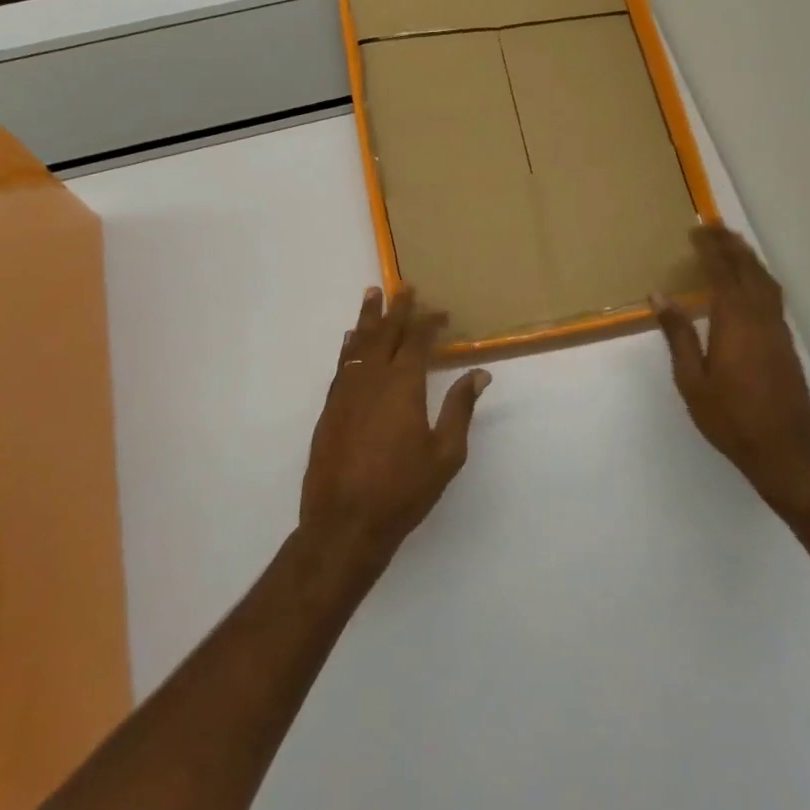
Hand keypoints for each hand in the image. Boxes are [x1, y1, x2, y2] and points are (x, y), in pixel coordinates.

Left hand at [301, 286, 490, 562]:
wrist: (345, 523)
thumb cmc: (403, 490)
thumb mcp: (445, 453)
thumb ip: (460, 409)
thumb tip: (479, 374)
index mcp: (403, 386)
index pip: (418, 342)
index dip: (430, 323)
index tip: (441, 312)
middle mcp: (372, 380)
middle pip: (385, 334)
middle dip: (397, 309)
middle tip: (403, 286)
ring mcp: (346, 393)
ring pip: (359, 345)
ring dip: (368, 319)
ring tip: (372, 295)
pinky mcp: (330, 409)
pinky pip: (342, 365)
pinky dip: (349, 347)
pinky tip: (352, 341)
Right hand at [655, 226, 809, 516]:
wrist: (784, 451)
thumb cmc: (730, 419)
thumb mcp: (692, 380)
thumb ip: (679, 335)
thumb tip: (660, 296)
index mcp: (735, 322)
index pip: (721, 272)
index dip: (709, 249)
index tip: (696, 229)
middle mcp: (761, 317)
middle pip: (747, 269)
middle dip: (730, 245)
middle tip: (713, 225)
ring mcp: (778, 329)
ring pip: (766, 281)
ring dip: (749, 258)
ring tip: (733, 243)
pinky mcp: (787, 343)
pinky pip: (773, 296)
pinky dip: (760, 277)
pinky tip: (751, 283)